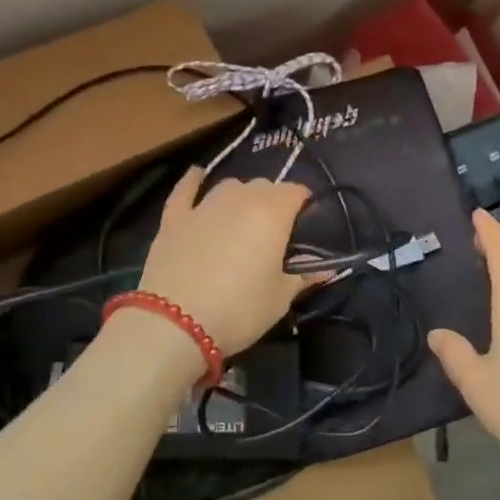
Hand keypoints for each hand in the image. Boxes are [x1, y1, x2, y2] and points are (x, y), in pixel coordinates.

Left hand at [136, 167, 311, 356]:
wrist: (174, 324)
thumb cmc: (239, 310)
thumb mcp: (280, 299)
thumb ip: (302, 277)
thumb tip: (325, 268)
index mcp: (273, 213)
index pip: (296, 191)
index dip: (304, 205)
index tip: (306, 225)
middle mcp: (240, 199)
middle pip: (264, 186)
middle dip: (273, 201)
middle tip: (275, 230)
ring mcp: (204, 205)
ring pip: (229, 186)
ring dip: (240, 195)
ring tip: (242, 216)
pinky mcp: (174, 217)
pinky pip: (185, 189)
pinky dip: (193, 181)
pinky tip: (197, 175)